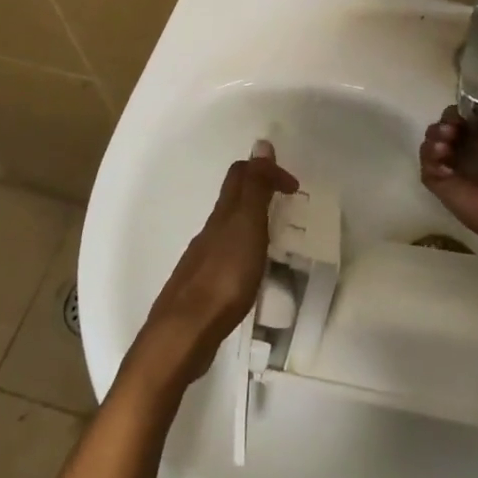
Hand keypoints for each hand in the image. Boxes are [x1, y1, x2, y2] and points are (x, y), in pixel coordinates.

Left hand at [132, 149, 297, 391]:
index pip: (241, 175)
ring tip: (273, 240)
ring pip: (227, 229)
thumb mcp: (247, 225)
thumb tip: (261, 144)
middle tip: (285, 206)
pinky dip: (241, 253)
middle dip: (258, 193)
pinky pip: (224, 257)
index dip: (267, 171)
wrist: (183, 334)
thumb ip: (255, 188)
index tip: (293, 187)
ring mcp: (202, 260)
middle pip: (231, 200)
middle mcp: (209, 231)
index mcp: (223, 214)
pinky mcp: (201, 289)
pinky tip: (250, 273)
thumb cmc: (223, 276)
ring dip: (250, 224)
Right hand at [419, 107, 477, 251]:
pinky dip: (430, 161)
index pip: (464, 120)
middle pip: (444, 130)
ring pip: (431, 147)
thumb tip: (470, 122)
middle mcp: (471, 154)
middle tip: (450, 131)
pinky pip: (426, 170)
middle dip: (443, 124)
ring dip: (433, 139)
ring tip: (445, 147)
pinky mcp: (443, 189)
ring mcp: (456, 172)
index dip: (458, 114)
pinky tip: (446, 167)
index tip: (459, 117)